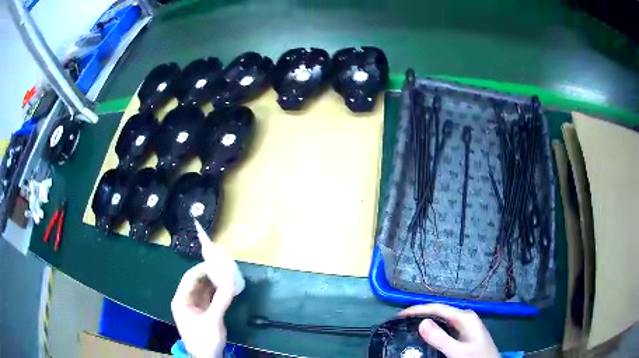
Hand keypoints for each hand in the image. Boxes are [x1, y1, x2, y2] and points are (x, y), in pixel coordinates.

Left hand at [171, 221, 244, 357]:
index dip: (203, 269)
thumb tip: (232, 281)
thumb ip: (221, 300)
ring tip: (228, 274)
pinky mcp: (203, 311)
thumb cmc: (204, 339)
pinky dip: (217, 291)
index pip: (190, 278)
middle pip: (197, 282)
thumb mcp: (213, 320)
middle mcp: (186, 300)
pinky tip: (227, 287)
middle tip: (225, 267)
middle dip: (210, 274)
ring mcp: (194, 305)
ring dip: (215, 282)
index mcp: (181, 300)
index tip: (218, 262)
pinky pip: (209, 296)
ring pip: (204, 288)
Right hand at [398, 304, 499, 357]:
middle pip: (440, 312)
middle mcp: (465, 318)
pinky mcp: (464, 334)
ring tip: (408, 326)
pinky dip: (433, 329)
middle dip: (421, 314)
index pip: (438, 308)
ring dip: (426, 321)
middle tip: (401, 322)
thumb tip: (421, 322)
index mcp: (465, 318)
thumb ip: (441, 339)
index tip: (399, 315)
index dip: (418, 309)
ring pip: (442, 320)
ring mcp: (465, 326)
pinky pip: (445, 328)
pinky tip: (425, 335)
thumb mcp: (457, 352)